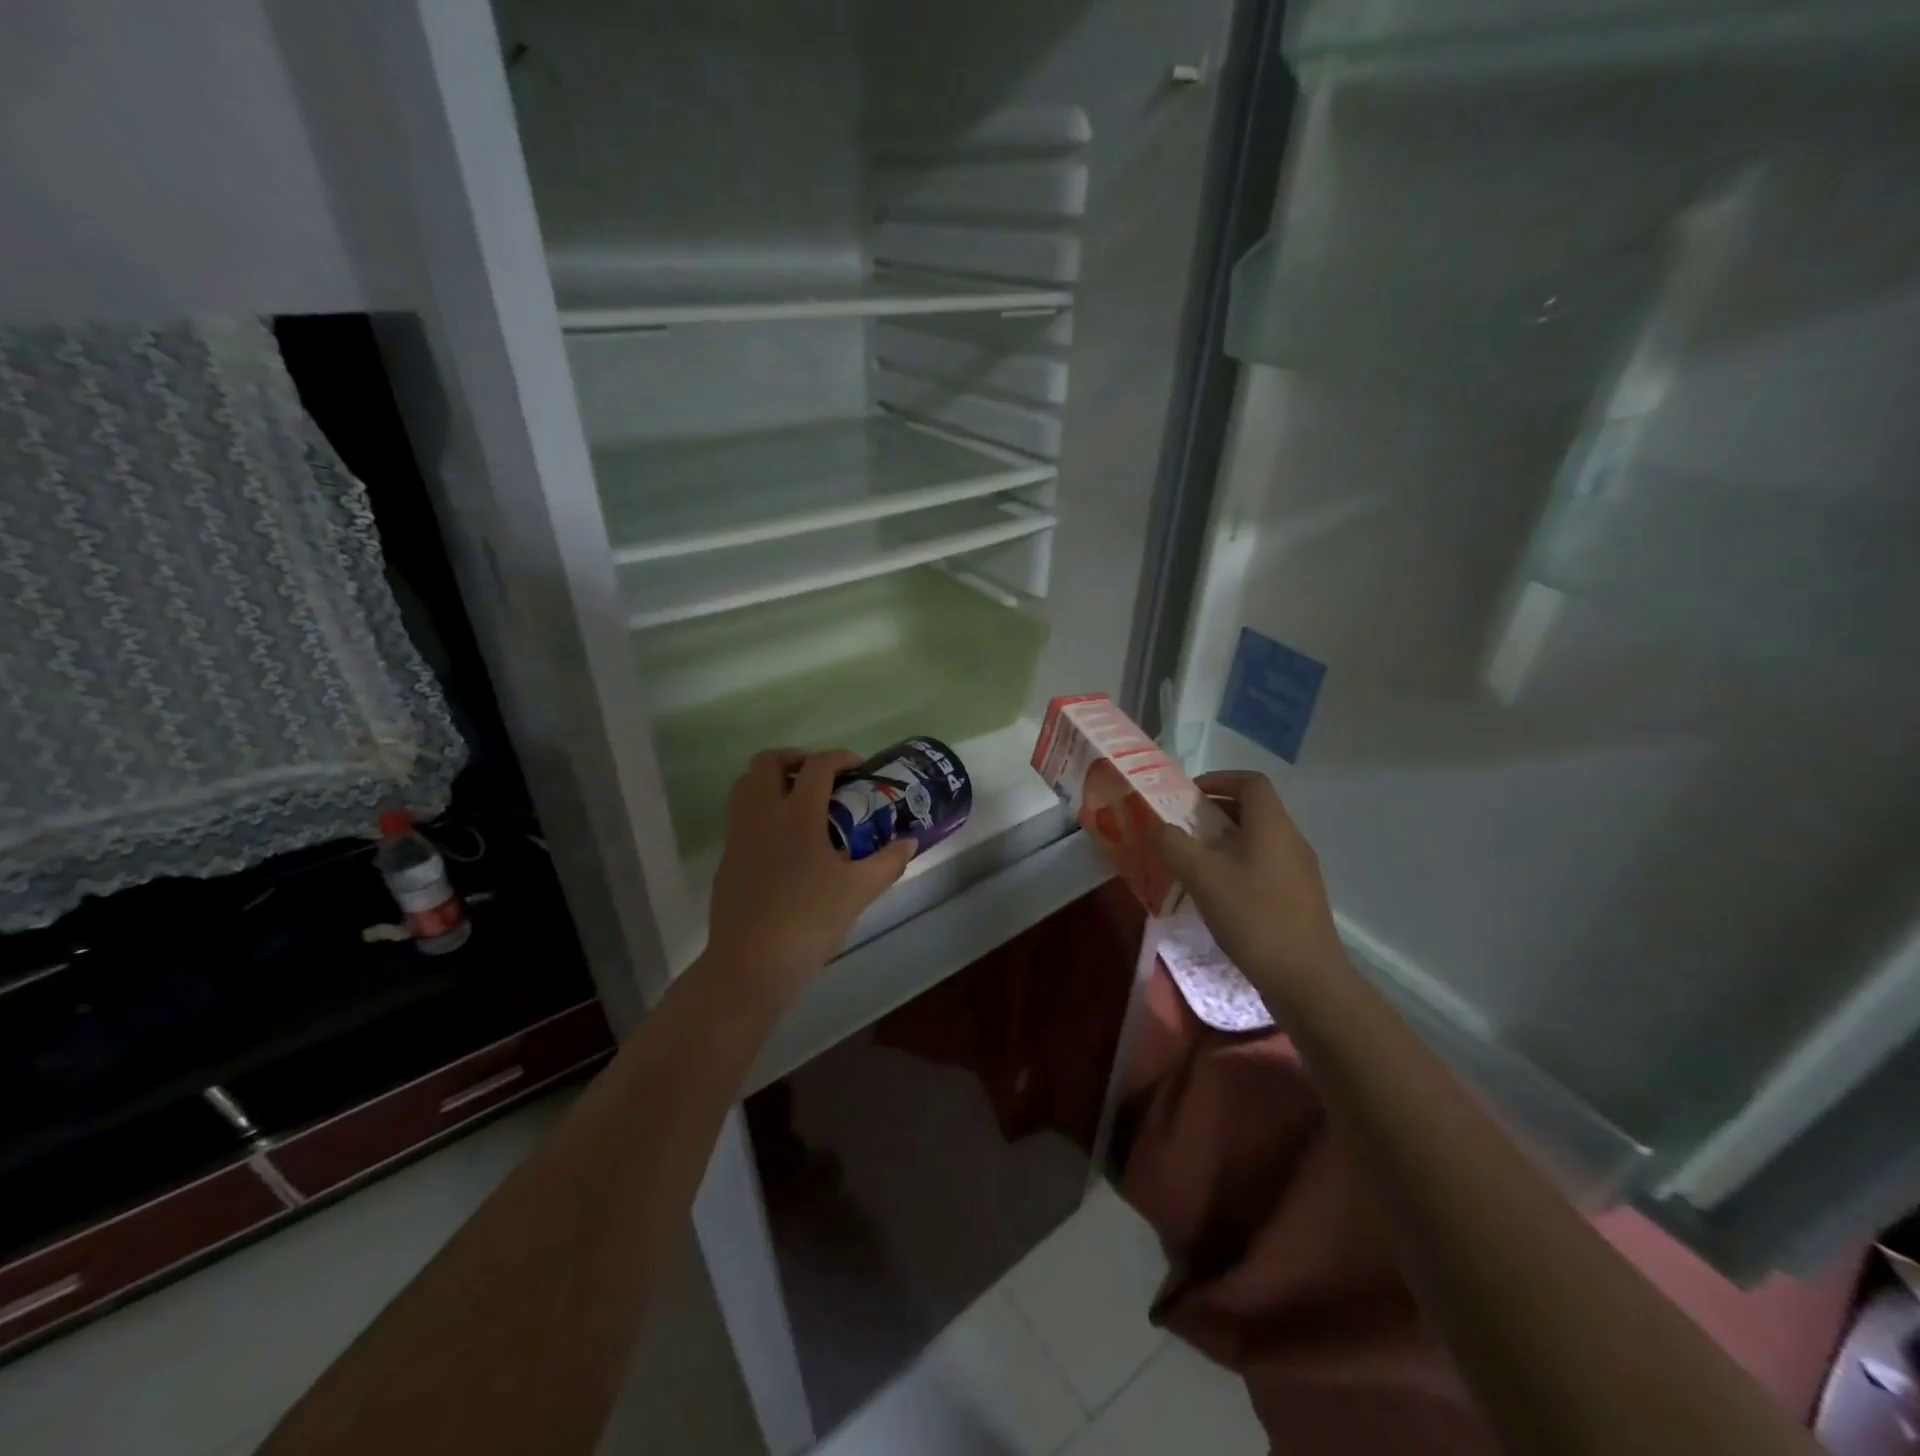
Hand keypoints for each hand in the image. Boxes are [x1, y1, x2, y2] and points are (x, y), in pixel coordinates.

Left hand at [702, 749, 916, 1004]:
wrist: (752, 962)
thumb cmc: (809, 921)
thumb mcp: (859, 891)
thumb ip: (888, 862)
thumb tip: (910, 842)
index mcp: (798, 815)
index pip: (817, 766)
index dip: (840, 757)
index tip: (859, 767)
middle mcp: (763, 815)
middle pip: (767, 762)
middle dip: (796, 758)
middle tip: (821, 777)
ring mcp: (738, 835)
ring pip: (745, 785)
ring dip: (771, 780)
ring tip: (799, 801)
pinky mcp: (726, 858)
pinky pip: (739, 816)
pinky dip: (760, 810)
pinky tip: (783, 841)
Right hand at [1154, 771, 1348, 998]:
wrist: (1307, 980)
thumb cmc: (1254, 917)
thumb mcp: (1203, 877)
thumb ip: (1174, 845)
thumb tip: (1157, 826)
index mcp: (1273, 826)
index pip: (1251, 782)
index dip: (1219, 779)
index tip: (1188, 794)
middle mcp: (1291, 841)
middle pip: (1254, 810)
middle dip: (1215, 812)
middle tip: (1181, 827)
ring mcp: (1299, 871)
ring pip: (1258, 840)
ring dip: (1224, 841)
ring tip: (1193, 861)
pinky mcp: (1298, 898)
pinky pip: (1264, 866)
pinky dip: (1237, 865)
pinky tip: (1217, 893)